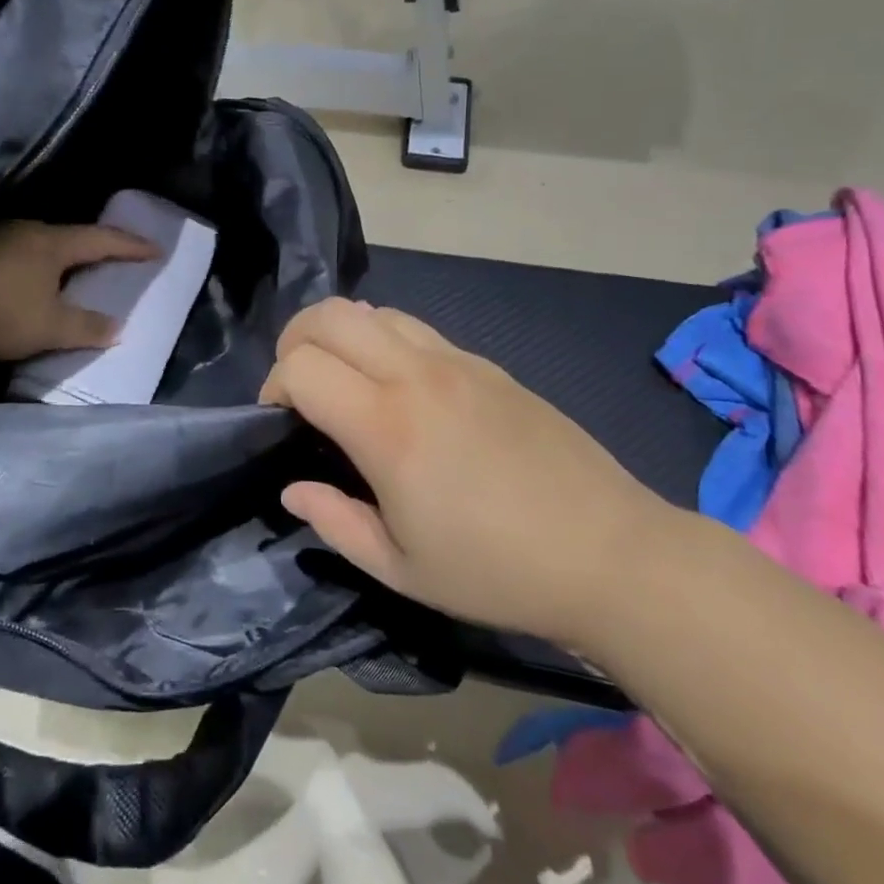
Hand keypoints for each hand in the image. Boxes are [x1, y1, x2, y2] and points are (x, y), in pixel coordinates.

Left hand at [0, 220, 156, 361]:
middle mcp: (27, 232)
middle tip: (111, 261)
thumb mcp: (49, 327)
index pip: (102, 240)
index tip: (155, 249)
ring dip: (58, 259)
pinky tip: (25, 284)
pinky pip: (14, 257)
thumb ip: (86, 327)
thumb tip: (117, 329)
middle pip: (69, 237)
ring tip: (70, 274)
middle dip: (93, 249)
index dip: (131, 246)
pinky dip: (31, 269)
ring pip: (38, 246)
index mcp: (53, 243)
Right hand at [261, 297, 670, 644]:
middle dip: (295, 341)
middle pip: (329, 315)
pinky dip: (383, 341)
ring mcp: (457, 361)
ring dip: (341, 335)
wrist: (610, 553)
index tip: (280, 421)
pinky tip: (399, 389)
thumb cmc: (497, 571)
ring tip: (346, 381)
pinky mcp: (487, 364)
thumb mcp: (401, 569)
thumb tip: (293, 489)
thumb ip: (334, 522)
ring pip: (373, 312)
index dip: (274, 386)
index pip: (301, 365)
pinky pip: (416, 329)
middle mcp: (416, 376)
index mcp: (387, 427)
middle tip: (298, 386)